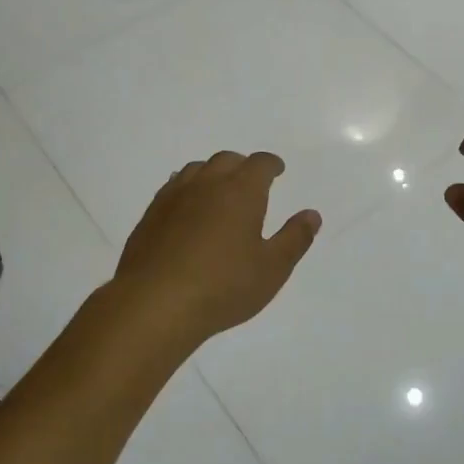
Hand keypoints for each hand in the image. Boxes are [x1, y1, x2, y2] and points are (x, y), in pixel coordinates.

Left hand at [110, 151, 321, 345]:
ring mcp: (174, 196)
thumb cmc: (223, 286)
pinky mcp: (151, 214)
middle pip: (227, 159)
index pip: (260, 164)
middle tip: (251, 182)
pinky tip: (188, 208)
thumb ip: (295, 238)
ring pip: (197, 169)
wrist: (155, 303)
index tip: (277, 170)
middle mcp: (207, 184)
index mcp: (241, 191)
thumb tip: (311, 215)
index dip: (271, 164)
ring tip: (219, 191)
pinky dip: (188, 189)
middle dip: (242, 166)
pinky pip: (174, 187)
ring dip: (213, 173)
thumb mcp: (272, 268)